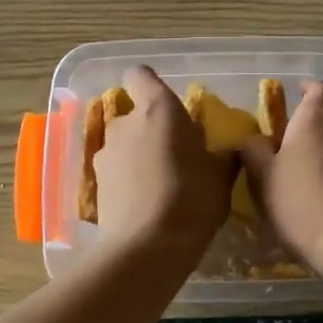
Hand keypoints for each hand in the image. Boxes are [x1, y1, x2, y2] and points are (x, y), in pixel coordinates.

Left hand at [93, 67, 235, 257]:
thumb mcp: (222, 176)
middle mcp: (125, 124)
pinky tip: (145, 205)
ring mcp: (105, 154)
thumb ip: (223, 155)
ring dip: (139, 157)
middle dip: (152, 130)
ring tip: (161, 185)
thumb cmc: (192, 199)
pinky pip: (116, 172)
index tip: (167, 103)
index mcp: (158, 110)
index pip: (141, 75)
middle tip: (176, 156)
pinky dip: (128, 181)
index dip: (150, 84)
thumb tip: (227, 150)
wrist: (148, 247)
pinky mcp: (95, 184)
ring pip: (124, 145)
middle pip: (135, 115)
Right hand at [240, 81, 322, 265]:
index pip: (318, 88)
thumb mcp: (262, 178)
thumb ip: (254, 150)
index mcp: (318, 118)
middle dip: (320, 124)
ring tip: (320, 172)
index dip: (308, 91)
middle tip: (300, 146)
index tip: (297, 98)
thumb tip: (255, 138)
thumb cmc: (300, 203)